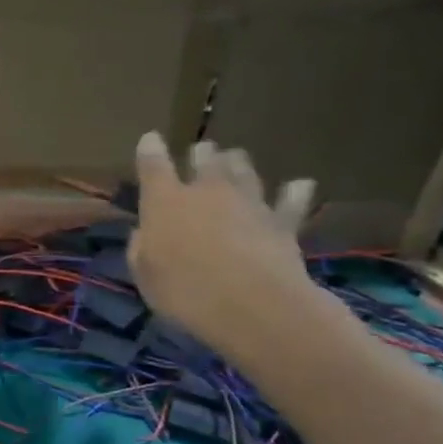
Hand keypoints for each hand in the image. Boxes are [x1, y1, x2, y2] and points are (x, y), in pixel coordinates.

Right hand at [127, 132, 319, 360]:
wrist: (252, 305)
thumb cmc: (183, 290)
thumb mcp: (144, 274)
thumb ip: (142, 247)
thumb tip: (146, 232)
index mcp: (165, 202)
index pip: (153, 166)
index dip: (150, 150)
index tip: (151, 139)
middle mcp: (207, 192)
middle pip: (206, 160)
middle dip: (202, 154)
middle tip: (202, 151)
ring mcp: (249, 203)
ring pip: (244, 171)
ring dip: (238, 163)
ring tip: (235, 158)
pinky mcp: (283, 222)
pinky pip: (291, 200)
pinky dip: (294, 192)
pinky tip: (300, 184)